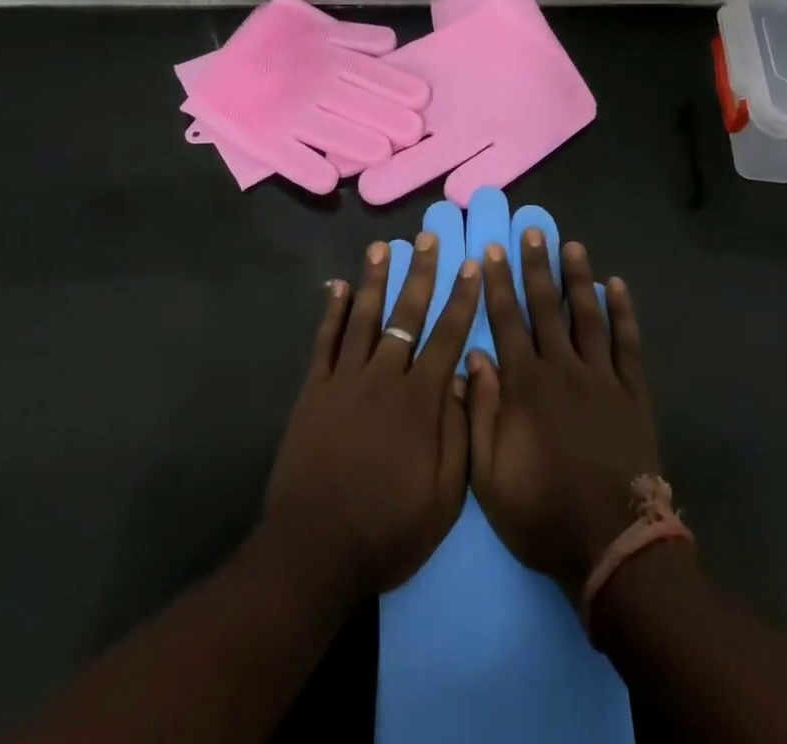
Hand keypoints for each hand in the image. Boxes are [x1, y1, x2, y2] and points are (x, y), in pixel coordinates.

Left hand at [263, 235, 480, 602]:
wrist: (315, 549)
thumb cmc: (388, 528)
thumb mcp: (444, 496)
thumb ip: (459, 431)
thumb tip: (467, 375)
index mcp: (420, 400)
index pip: (447, 337)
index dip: (462, 300)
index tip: (472, 266)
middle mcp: (383, 377)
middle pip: (406, 315)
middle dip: (420, 274)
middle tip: (427, 238)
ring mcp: (345, 380)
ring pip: (363, 317)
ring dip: (374, 280)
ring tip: (382, 247)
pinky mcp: (314, 391)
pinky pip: (325, 342)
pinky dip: (332, 312)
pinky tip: (336, 287)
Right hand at [467, 231, 660, 599]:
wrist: (612, 546)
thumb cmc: (543, 513)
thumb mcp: (489, 475)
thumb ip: (480, 412)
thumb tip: (475, 356)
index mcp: (526, 386)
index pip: (507, 322)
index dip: (497, 285)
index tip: (490, 252)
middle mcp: (563, 369)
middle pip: (546, 308)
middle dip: (536, 267)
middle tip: (532, 232)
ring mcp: (602, 378)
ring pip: (587, 315)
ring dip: (578, 278)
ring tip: (572, 245)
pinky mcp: (632, 393)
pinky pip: (628, 344)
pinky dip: (623, 313)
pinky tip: (618, 286)